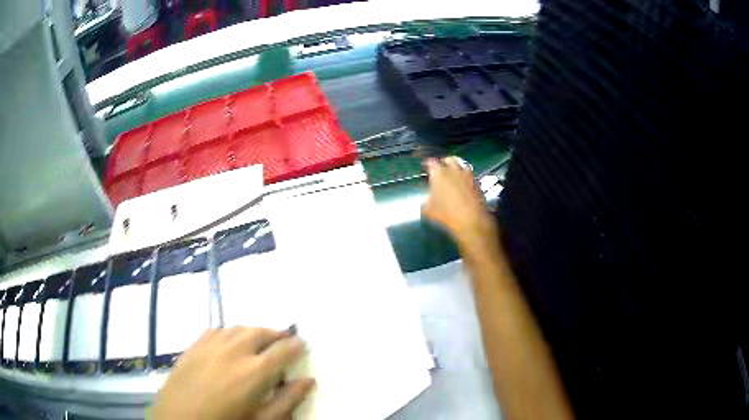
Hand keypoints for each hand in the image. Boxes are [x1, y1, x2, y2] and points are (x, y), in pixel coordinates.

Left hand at [152, 327, 313, 419]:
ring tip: (258, 341)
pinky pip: (216, 330)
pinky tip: (229, 343)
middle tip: (283, 341)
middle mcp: (234, 351)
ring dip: (253, 332)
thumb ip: (288, 401)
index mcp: (255, 371)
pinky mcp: (193, 346)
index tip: (302, 343)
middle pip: (260, 332)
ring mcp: (210, 345)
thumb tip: (308, 381)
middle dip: (276, 334)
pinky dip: (229, 333)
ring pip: (238, 328)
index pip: (283, 350)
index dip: (296, 345)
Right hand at [422, 157, 497, 246]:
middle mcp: (454, 171)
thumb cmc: (447, 215)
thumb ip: (425, 203)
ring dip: (457, 168)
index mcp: (439, 174)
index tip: (427, 167)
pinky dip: (466, 177)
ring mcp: (467, 175)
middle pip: (449, 159)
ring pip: (461, 165)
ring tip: (454, 175)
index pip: (431, 162)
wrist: (471, 221)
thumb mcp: (429, 211)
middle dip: (444, 162)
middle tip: (441, 169)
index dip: (428, 164)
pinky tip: (464, 185)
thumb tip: (425, 201)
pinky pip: (470, 175)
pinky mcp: (477, 183)